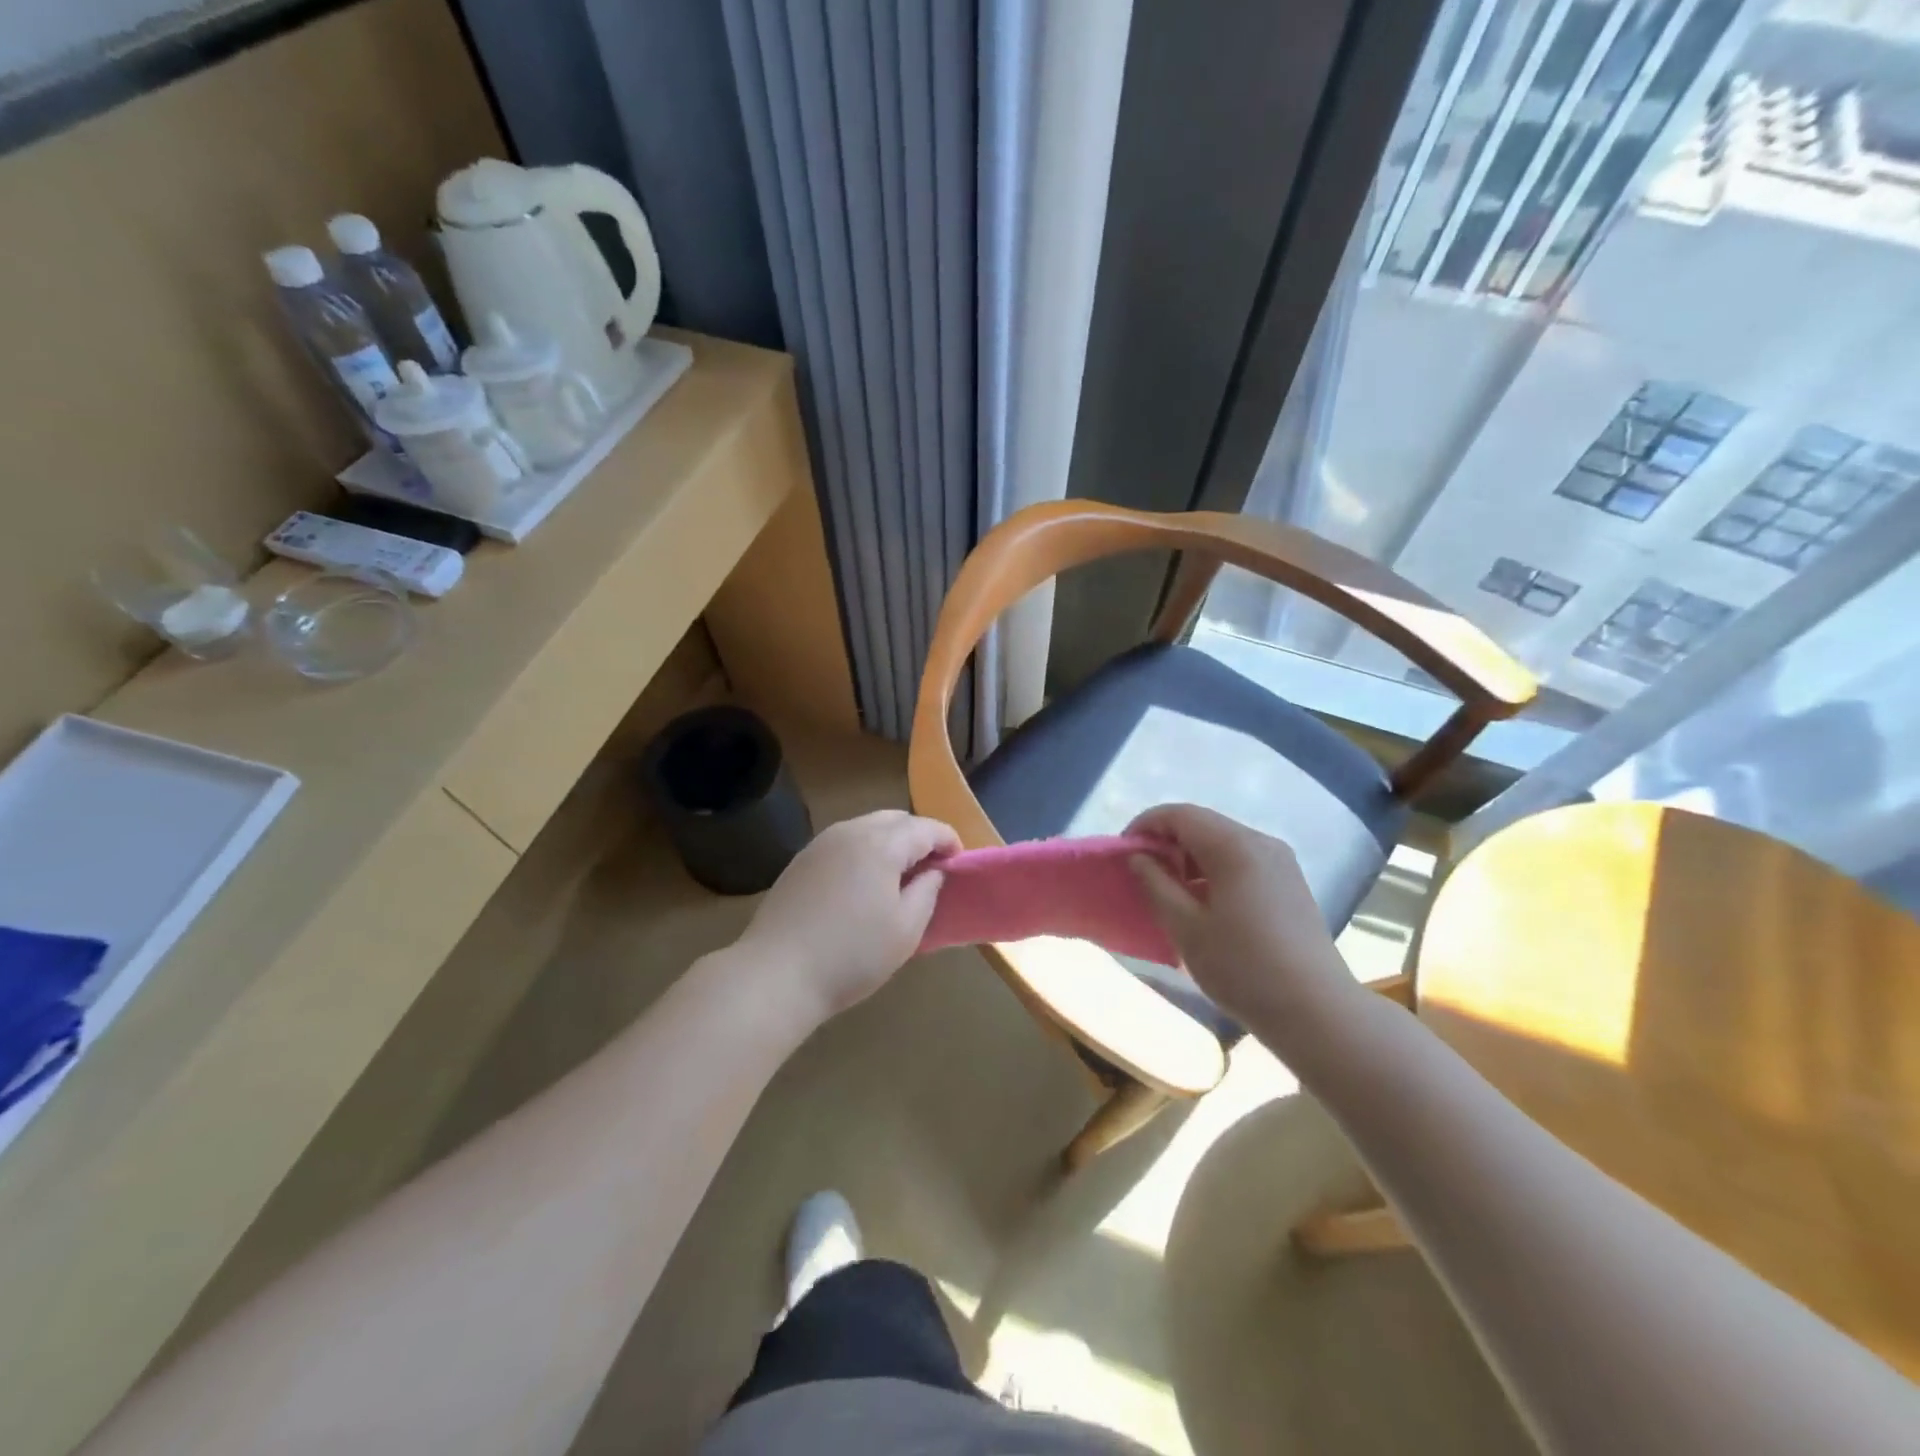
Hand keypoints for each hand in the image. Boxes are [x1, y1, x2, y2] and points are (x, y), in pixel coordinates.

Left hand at [738, 809, 959, 1020]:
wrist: (776, 974)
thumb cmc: (851, 956)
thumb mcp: (906, 930)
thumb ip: (928, 892)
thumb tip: (934, 871)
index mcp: (881, 844)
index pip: (925, 828)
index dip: (948, 840)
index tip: (959, 861)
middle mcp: (850, 831)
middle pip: (895, 819)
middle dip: (918, 836)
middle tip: (931, 868)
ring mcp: (821, 843)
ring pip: (867, 827)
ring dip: (890, 842)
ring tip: (898, 876)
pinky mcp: (801, 860)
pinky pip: (844, 842)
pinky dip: (863, 851)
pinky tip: (862, 883)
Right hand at [1127, 804, 1364, 1052]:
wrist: (1317, 1012)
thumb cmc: (1243, 968)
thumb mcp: (1186, 928)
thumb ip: (1156, 884)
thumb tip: (1139, 858)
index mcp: (1234, 847)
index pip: (1179, 815)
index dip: (1145, 826)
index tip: (1123, 853)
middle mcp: (1261, 842)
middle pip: (1202, 824)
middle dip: (1166, 841)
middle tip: (1141, 873)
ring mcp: (1281, 862)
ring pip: (1222, 842)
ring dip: (1189, 857)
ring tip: (1169, 890)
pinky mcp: (1289, 882)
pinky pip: (1242, 860)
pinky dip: (1213, 869)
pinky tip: (1203, 902)